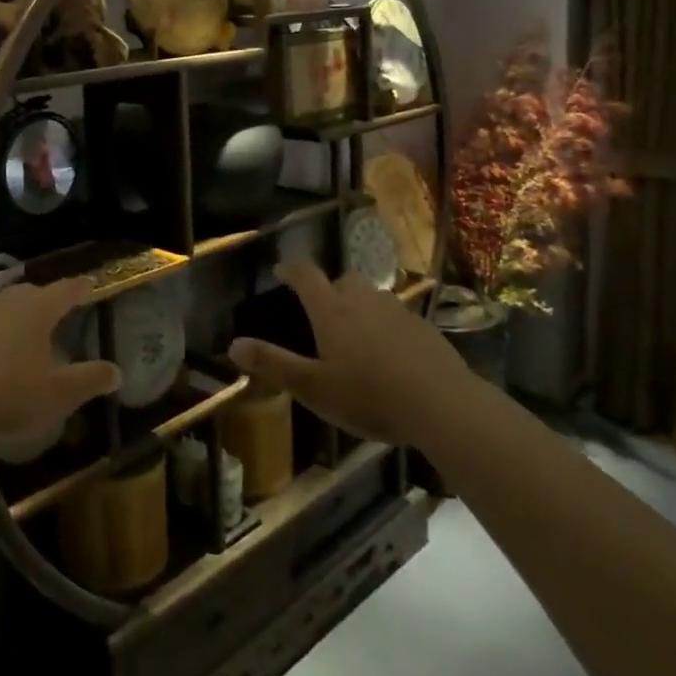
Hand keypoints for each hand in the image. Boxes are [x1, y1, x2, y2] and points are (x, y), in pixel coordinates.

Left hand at [0, 278, 120, 442]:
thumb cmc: (10, 391)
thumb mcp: (58, 393)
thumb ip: (89, 380)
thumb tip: (116, 372)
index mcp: (38, 308)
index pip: (66, 290)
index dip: (80, 288)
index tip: (90, 284)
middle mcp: (7, 301)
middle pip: (33, 293)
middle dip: (47, 300)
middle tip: (58, 310)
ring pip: (5, 306)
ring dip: (18, 315)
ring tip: (26, 331)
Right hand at [227, 262, 471, 445]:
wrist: (443, 405)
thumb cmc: (369, 396)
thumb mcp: (313, 388)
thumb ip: (273, 364)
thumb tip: (233, 344)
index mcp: (331, 310)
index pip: (306, 275)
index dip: (291, 270)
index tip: (282, 271)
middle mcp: (363, 300)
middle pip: (343, 280)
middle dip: (331, 289)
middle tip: (323, 311)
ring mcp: (398, 311)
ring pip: (373, 297)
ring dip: (361, 306)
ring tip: (358, 335)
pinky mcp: (424, 328)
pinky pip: (398, 318)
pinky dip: (388, 327)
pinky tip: (392, 355)